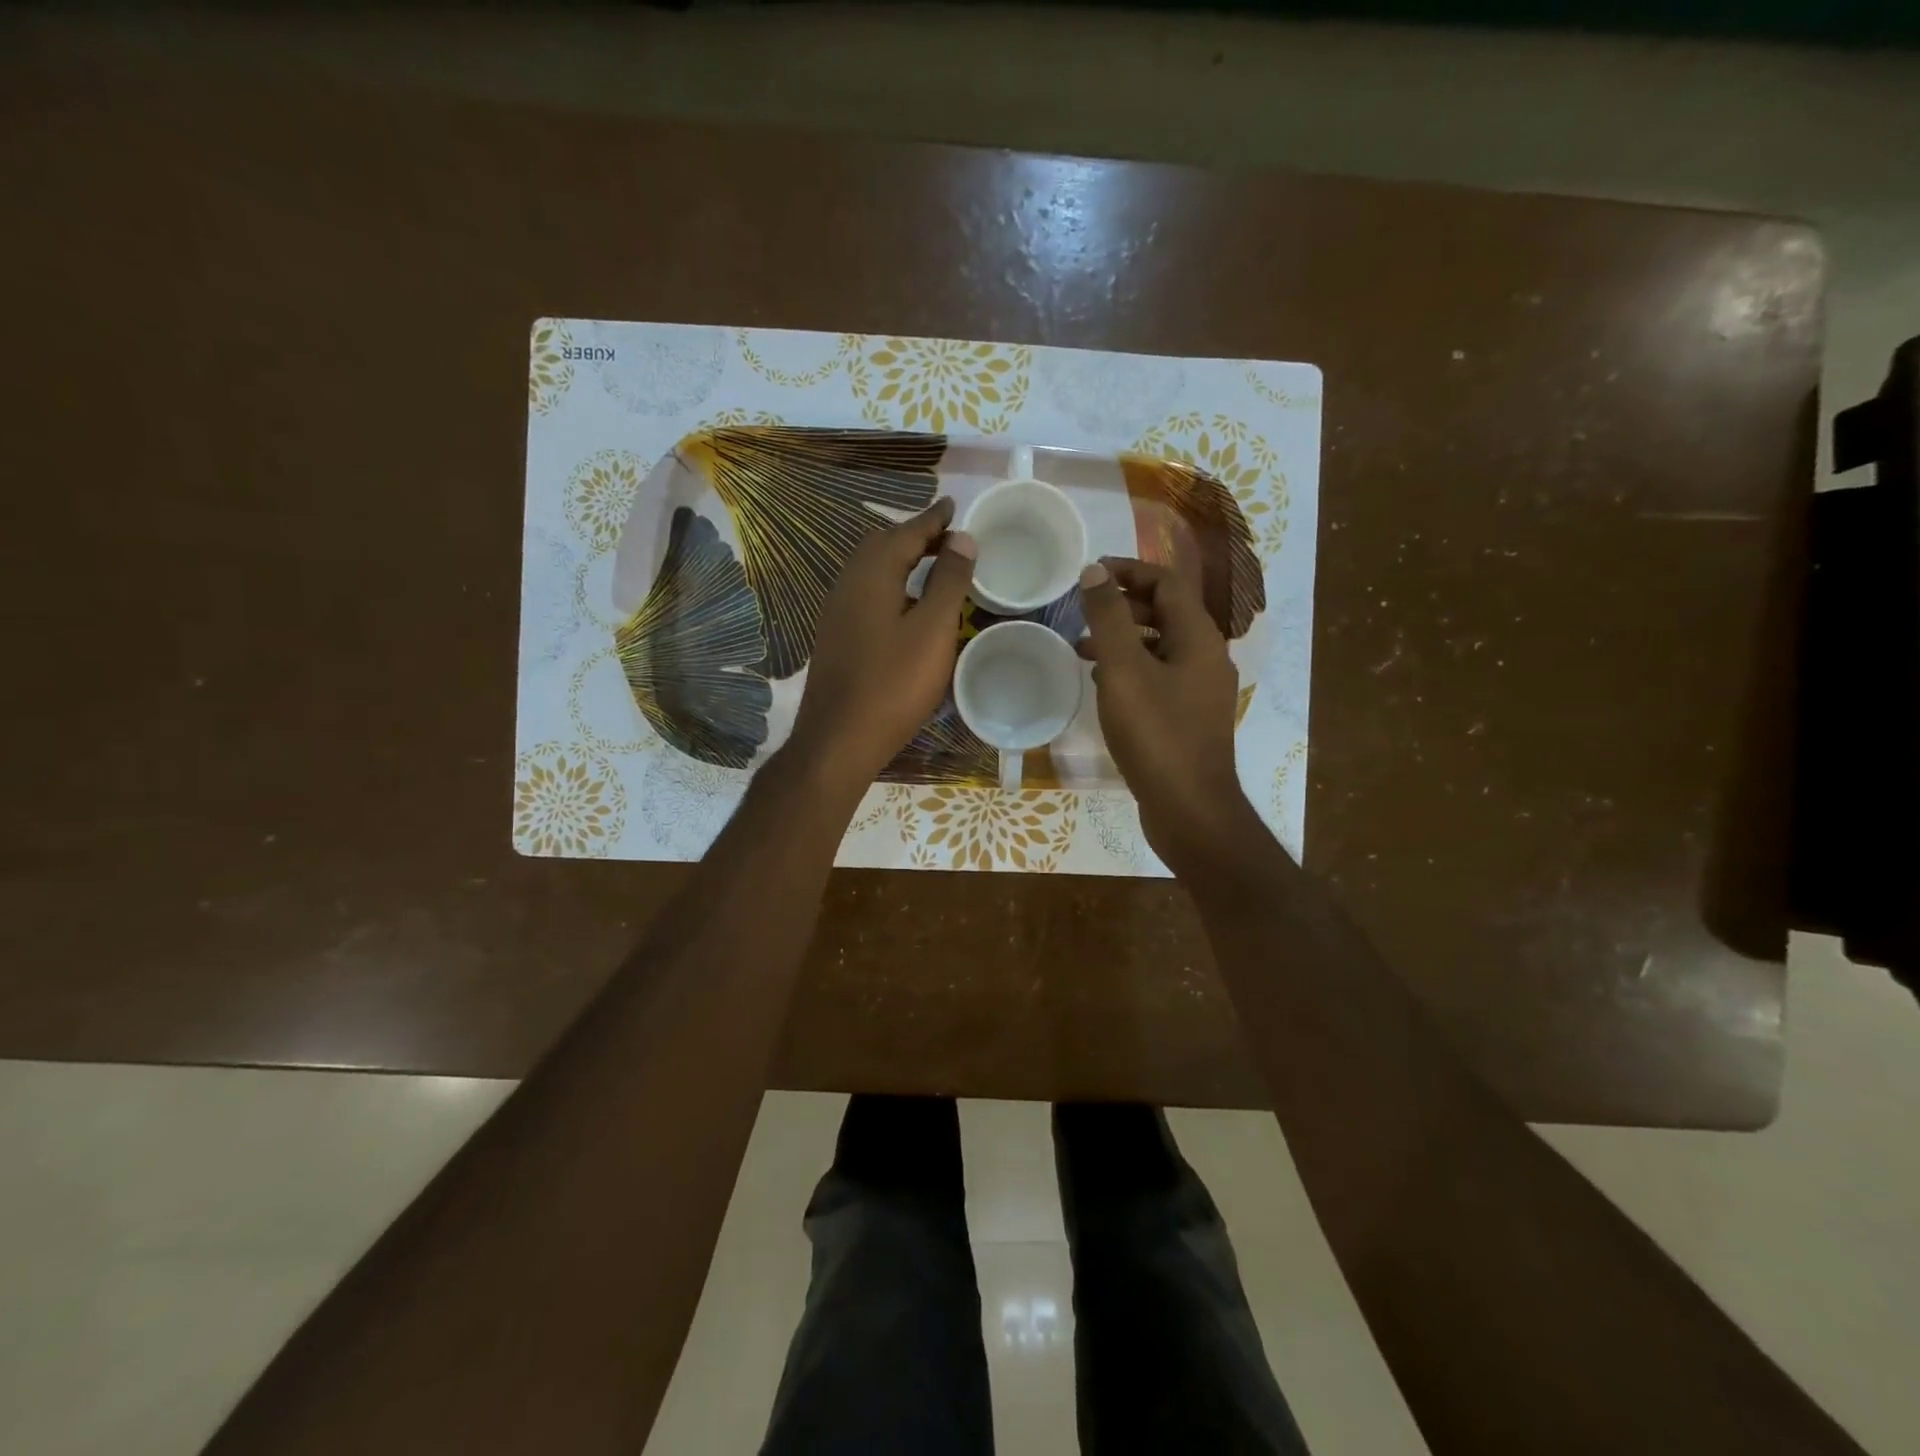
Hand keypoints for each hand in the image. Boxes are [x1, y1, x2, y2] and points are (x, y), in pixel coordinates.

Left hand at [788, 498, 975, 788]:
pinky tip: (904, 604)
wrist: (839, 740)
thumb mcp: (933, 631)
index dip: (933, 519)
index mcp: (871, 576)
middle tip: (946, 536)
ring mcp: (836, 613)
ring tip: (930, 564)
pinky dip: (889, 584)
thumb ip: (949, 581)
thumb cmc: (893, 684)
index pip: (906, 533)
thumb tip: (962, 538)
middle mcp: (847, 585)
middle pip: (882, 546)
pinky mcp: (835, 638)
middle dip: (914, 536)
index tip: (954, 505)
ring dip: (900, 559)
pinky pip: (865, 593)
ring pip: (870, 570)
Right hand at [1077, 558, 1254, 863]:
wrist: (1189, 809)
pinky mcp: (1189, 719)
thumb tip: (1094, 571)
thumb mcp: (1124, 670)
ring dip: (1123, 640)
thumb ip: (1109, 619)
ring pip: (1161, 648)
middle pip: (1166, 613)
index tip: (1090, 574)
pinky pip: (1159, 678)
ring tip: (1082, 649)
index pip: (1167, 583)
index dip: (1129, 571)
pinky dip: (1131, 671)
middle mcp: (1207, 658)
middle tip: (1083, 612)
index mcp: (1198, 638)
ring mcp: (1200, 691)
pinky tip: (1103, 686)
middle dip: (1123, 606)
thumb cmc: (1156, 734)